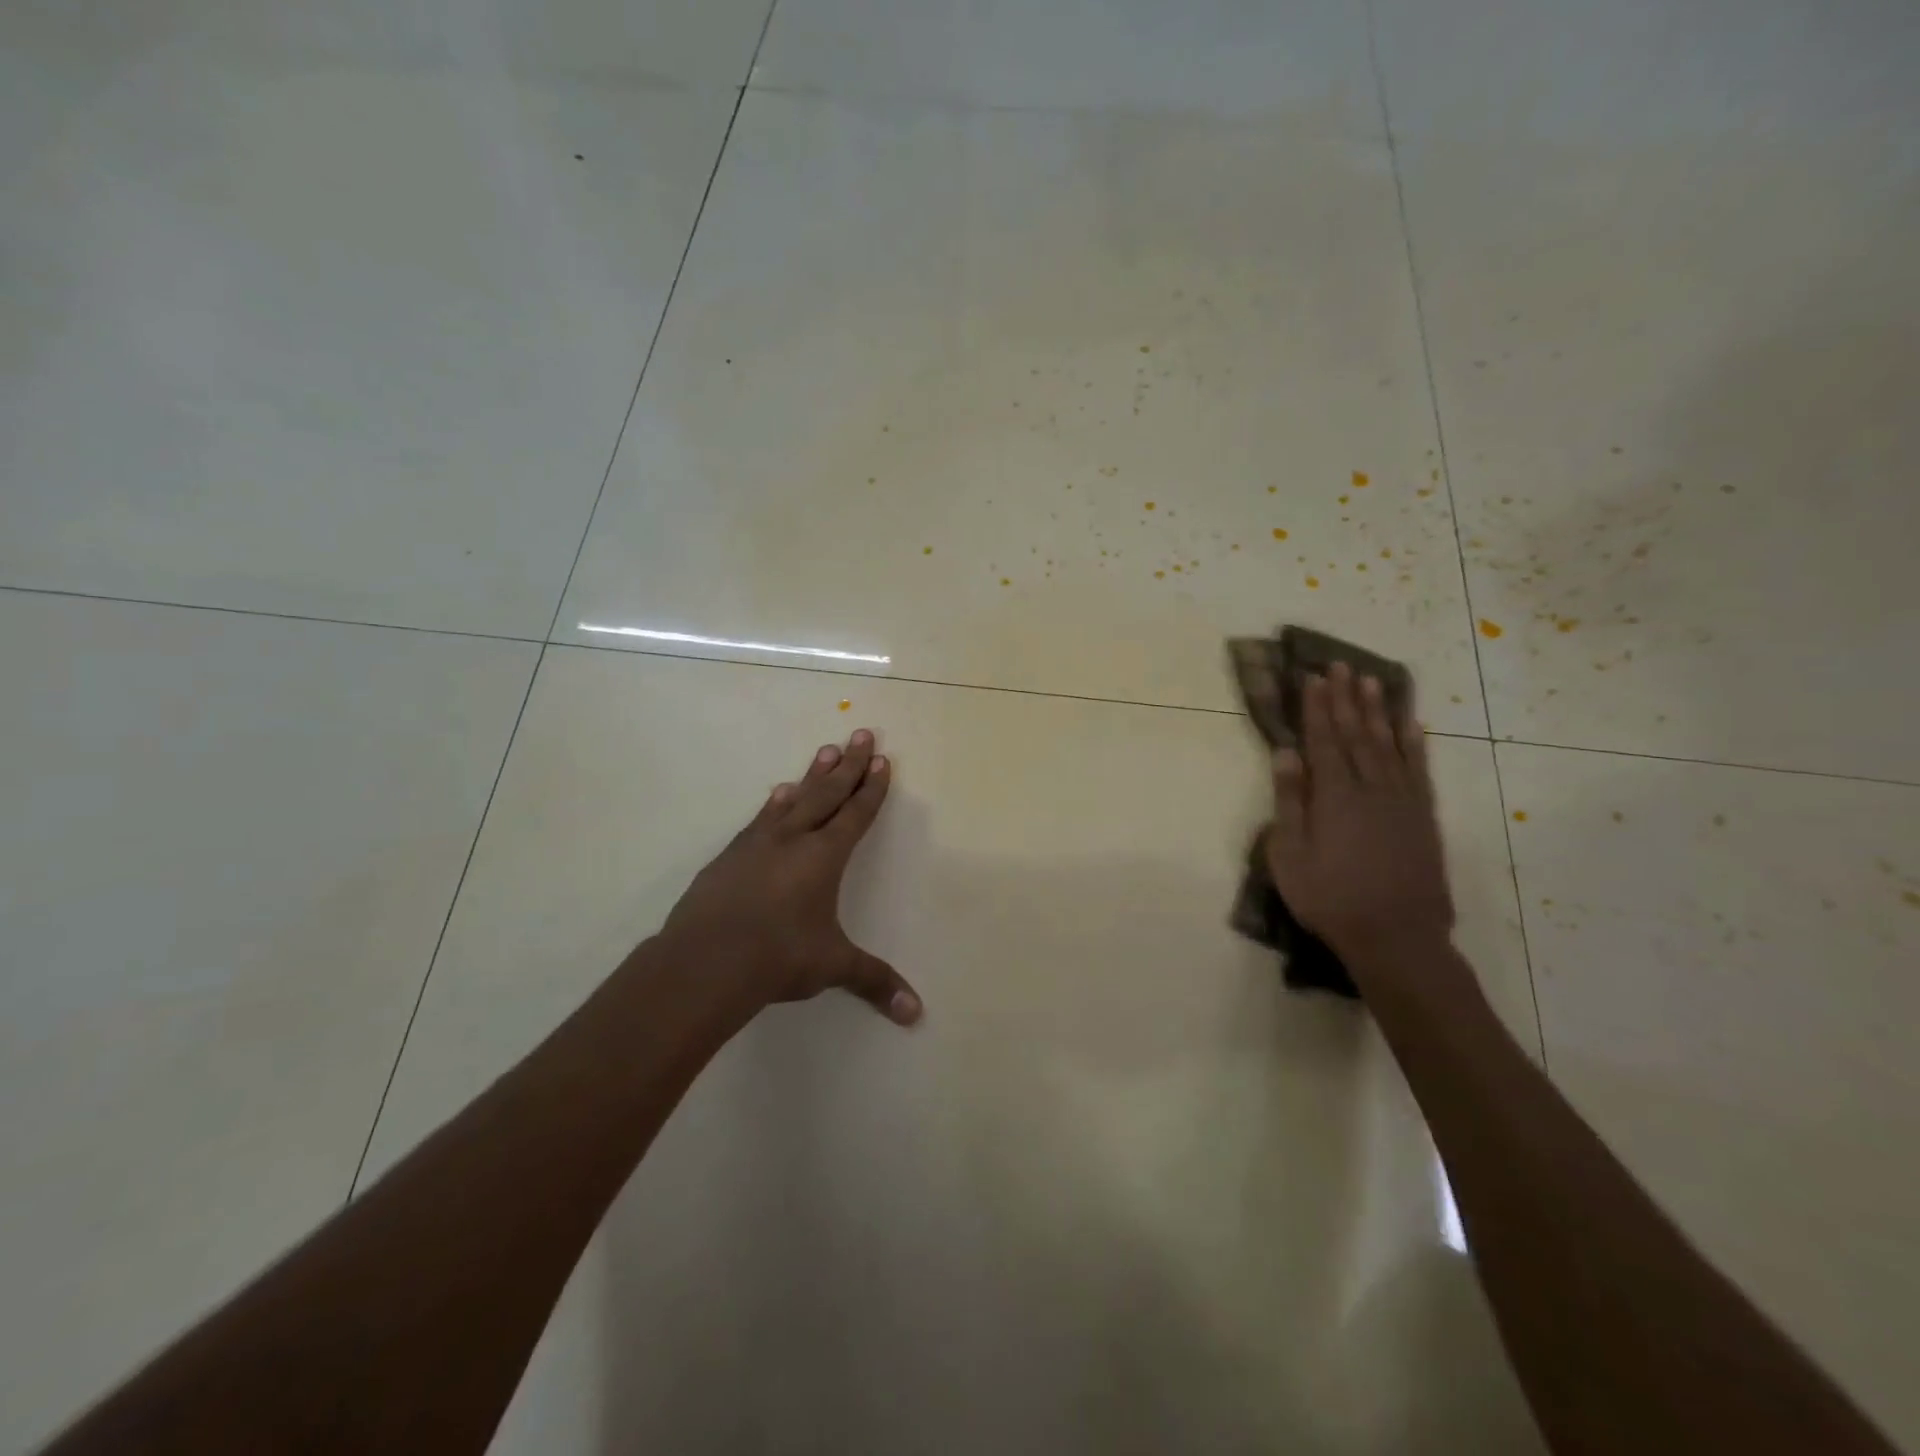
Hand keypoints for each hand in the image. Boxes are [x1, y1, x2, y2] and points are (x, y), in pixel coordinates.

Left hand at [660, 729, 922, 1026]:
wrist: (705, 961)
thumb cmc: (778, 957)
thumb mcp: (832, 967)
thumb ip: (874, 981)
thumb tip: (916, 1014)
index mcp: (824, 857)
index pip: (855, 814)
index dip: (871, 788)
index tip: (882, 760)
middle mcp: (793, 839)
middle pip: (828, 793)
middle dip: (849, 764)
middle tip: (862, 733)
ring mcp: (757, 843)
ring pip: (794, 799)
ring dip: (813, 775)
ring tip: (826, 750)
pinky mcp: (730, 856)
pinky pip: (761, 819)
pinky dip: (775, 803)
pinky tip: (778, 794)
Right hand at [1264, 663, 1454, 964]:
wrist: (1397, 936)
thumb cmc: (1330, 898)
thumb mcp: (1290, 854)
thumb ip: (1289, 801)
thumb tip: (1286, 754)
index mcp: (1334, 796)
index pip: (1323, 740)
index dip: (1317, 707)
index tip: (1313, 677)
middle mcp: (1370, 788)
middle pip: (1356, 733)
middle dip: (1346, 698)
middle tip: (1341, 665)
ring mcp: (1402, 800)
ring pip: (1388, 744)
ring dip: (1379, 710)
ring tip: (1372, 680)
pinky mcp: (1423, 816)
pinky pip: (1419, 770)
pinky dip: (1415, 744)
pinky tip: (1412, 724)